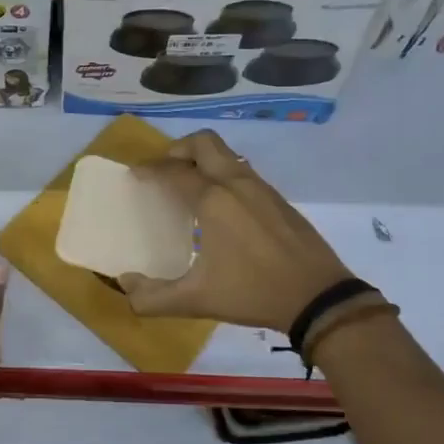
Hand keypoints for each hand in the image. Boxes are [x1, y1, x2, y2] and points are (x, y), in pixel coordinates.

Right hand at [120, 130, 350, 332]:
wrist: (319, 297)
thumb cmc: (253, 293)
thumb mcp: (196, 301)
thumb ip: (153, 297)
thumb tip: (125, 285)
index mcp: (213, 200)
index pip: (173, 171)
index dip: (149, 170)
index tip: (135, 176)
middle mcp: (236, 183)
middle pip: (203, 142)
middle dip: (178, 150)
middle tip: (165, 172)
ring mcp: (261, 188)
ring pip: (226, 154)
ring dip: (203, 161)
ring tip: (190, 189)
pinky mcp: (278, 199)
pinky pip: (243, 172)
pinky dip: (223, 176)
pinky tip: (222, 209)